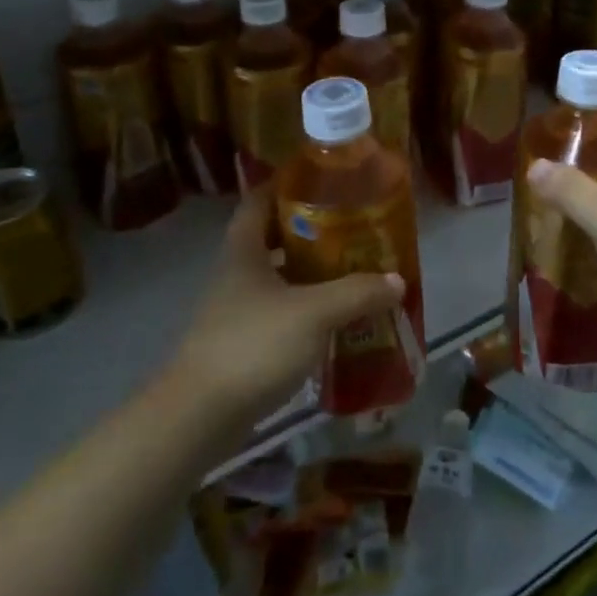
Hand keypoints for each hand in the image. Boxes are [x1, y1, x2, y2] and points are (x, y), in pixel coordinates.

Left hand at [167, 190, 403, 427]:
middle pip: (272, 238)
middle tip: (351, 228)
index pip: (259, 200)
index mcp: (244, 251)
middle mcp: (236, 273)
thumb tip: (396, 280)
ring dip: (310, 273)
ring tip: (352, 271)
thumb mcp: (314, 313)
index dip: (287, 184)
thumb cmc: (253, 345)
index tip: (323, 179)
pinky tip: (334, 320)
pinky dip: (305, 309)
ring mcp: (236, 310)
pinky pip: (279, 313)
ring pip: (278, 278)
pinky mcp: (241, 342)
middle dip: (310, 231)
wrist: (199, 416)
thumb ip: (357, 293)